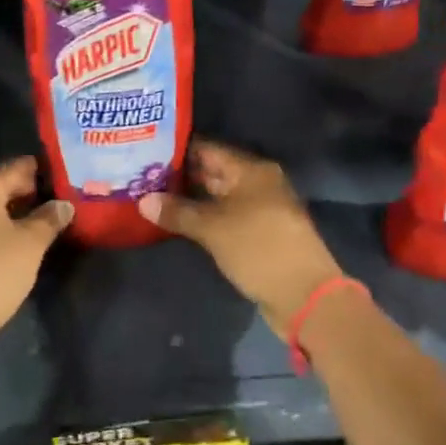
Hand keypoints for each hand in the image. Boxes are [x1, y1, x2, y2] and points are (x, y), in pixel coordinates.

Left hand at [0, 156, 72, 361]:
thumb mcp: (30, 244)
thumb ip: (49, 219)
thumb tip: (63, 204)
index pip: (13, 169)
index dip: (37, 170)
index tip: (59, 171)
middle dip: (24, 191)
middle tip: (53, 195)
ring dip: (10, 211)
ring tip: (38, 218)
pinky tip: (12, 240)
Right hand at [139, 140, 342, 336]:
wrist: (304, 295)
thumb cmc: (259, 248)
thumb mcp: (213, 228)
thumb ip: (177, 212)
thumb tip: (142, 201)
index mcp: (252, 170)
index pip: (208, 149)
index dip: (178, 149)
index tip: (147, 150)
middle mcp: (257, 183)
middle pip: (213, 171)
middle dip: (180, 175)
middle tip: (142, 174)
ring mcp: (259, 209)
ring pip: (217, 196)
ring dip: (190, 198)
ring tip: (151, 196)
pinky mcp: (258, 233)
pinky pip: (224, 216)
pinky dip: (203, 217)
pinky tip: (177, 221)